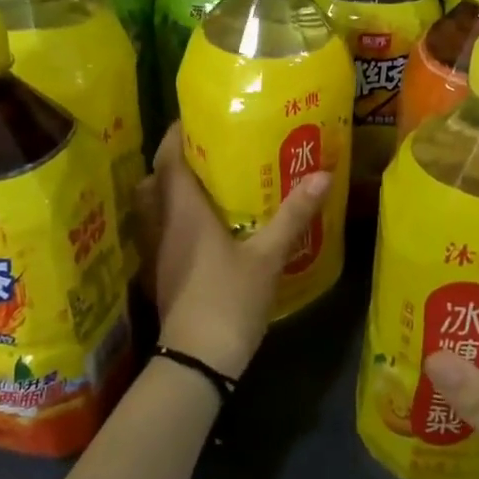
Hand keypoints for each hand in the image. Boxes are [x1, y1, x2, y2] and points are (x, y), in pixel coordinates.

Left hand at [134, 123, 331, 378]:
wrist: (196, 360)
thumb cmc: (229, 299)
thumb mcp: (268, 256)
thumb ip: (293, 215)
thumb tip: (323, 174)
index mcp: (183, 210)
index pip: (169, 157)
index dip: (178, 133)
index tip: (200, 118)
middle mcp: (161, 224)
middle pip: (155, 178)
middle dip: (176, 159)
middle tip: (210, 151)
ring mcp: (156, 251)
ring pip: (154, 207)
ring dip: (172, 190)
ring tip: (208, 184)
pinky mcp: (159, 273)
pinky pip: (160, 231)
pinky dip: (175, 219)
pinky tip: (204, 227)